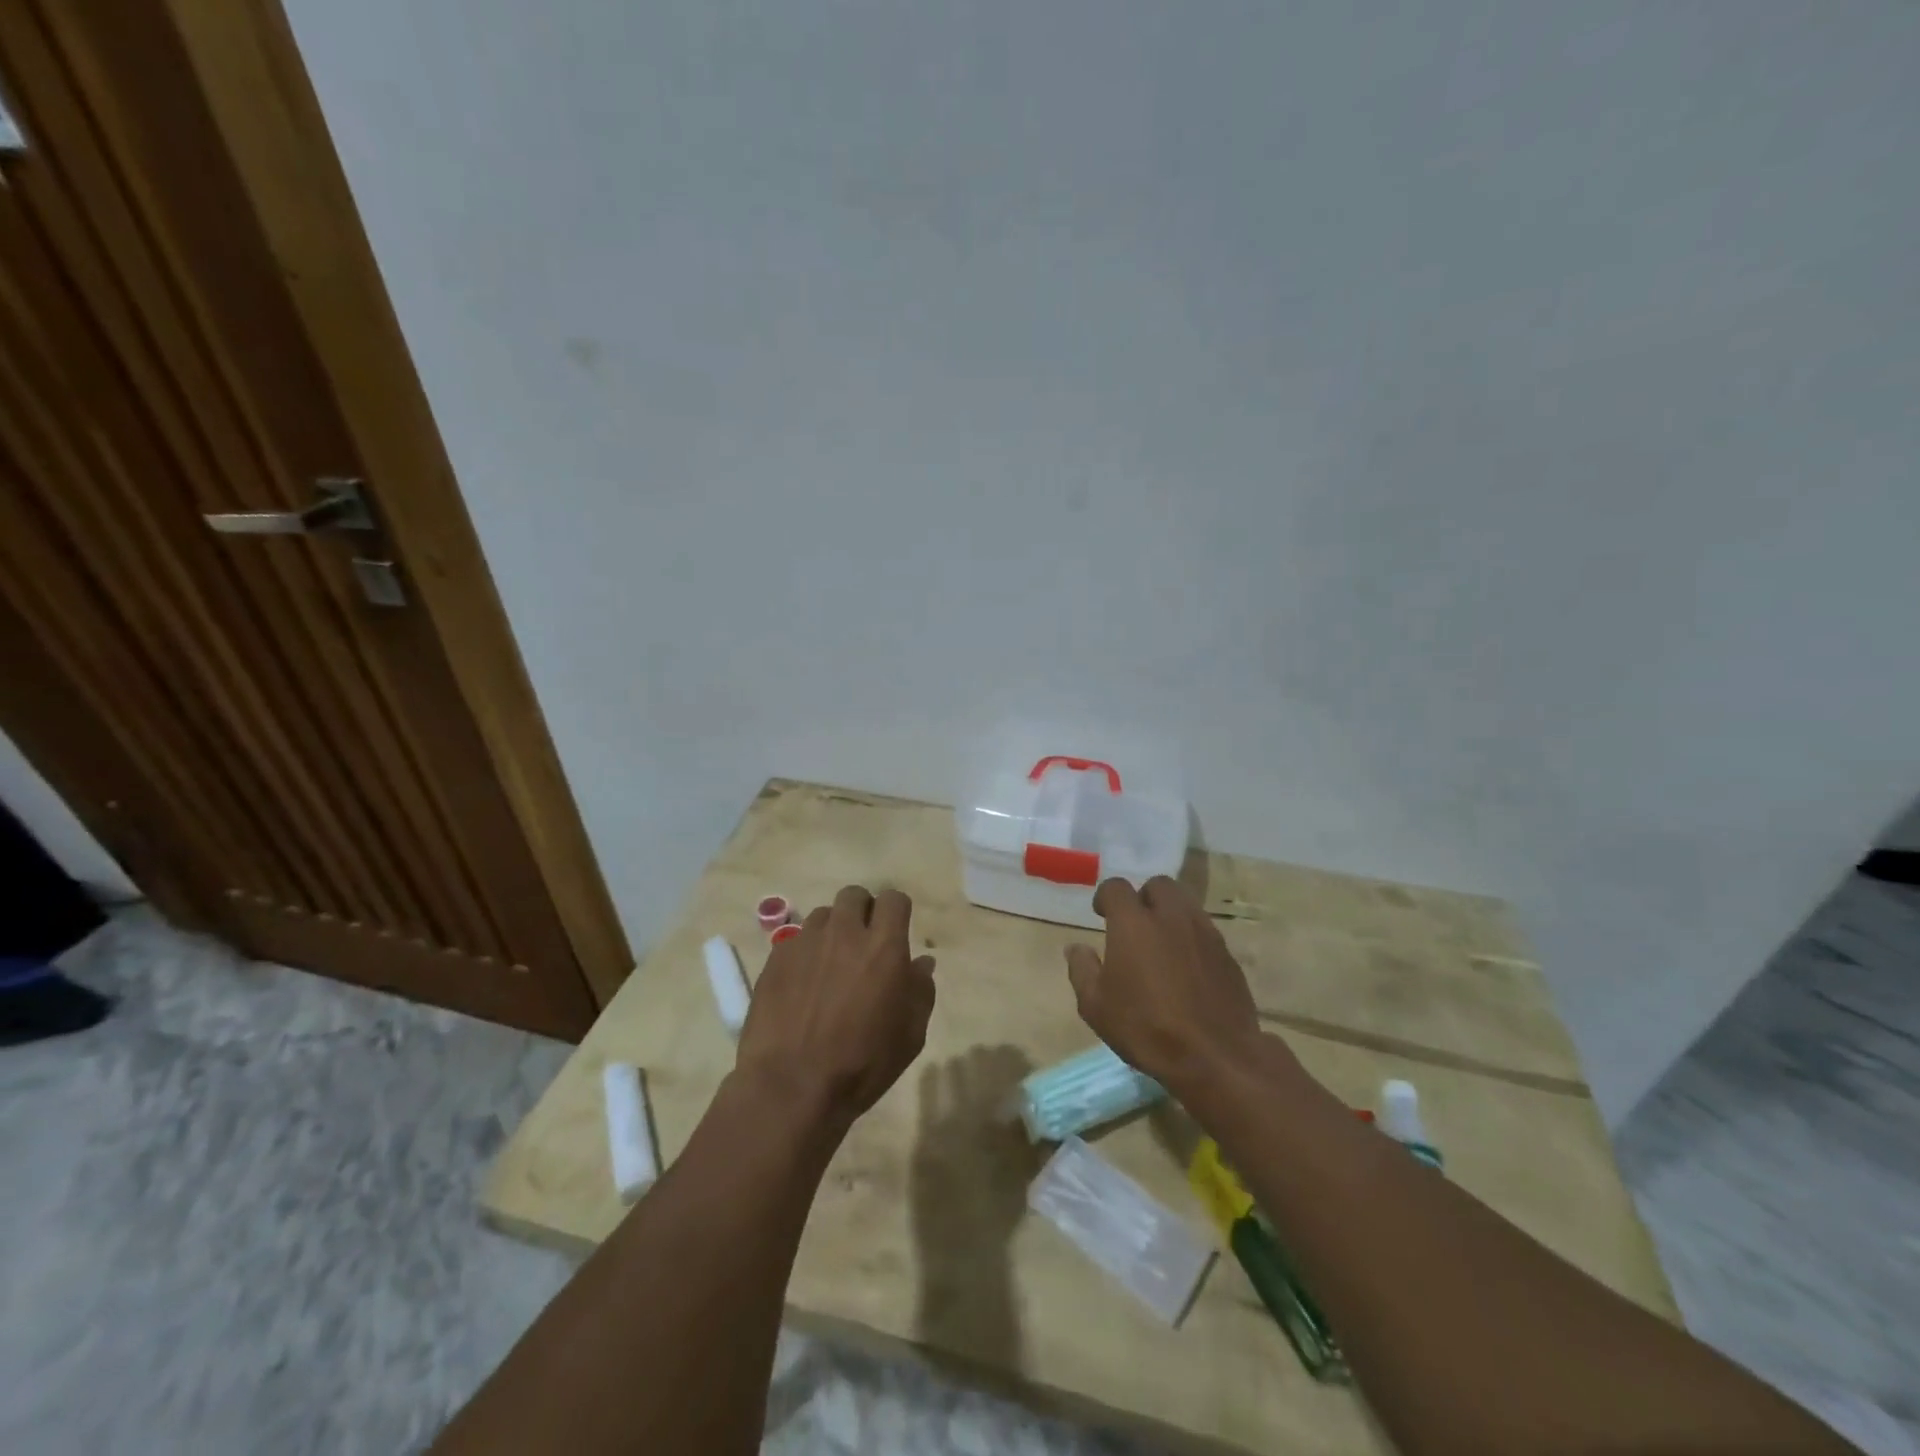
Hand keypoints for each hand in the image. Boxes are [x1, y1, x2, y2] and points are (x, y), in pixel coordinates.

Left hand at [734, 884, 935, 1130]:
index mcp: (884, 947)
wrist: (791, 1085)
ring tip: (830, 964)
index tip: (895, 931)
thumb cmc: (862, 1064)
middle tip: (863, 943)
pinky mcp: (776, 958)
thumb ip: (920, 991)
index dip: (896, 911)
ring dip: (832, 931)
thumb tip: (921, 963)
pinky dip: (804, 952)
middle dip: (863, 911)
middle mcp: (844, 933)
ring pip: (823, 915)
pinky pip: (795, 939)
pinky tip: (802, 983)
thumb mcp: (910, 1035)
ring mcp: (805, 942)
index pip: (893, 899)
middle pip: (854, 896)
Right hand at [1065, 875, 1270, 1097]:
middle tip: (1135, 925)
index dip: (1105, 897)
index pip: (1116, 887)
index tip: (1101, 915)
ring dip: (1170, 913)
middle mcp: (1171, 916)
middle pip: (1158, 885)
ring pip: (1186, 903)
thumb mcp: (1096, 1007)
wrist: (1215, 1057)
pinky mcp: (1227, 954)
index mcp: (1133, 923)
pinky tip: (1186, 967)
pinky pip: (1205, 930)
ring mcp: (1204, 933)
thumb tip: (1076, 947)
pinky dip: (1191, 937)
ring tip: (1162, 943)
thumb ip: (1082, 969)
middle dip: (1144, 897)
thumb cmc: (1147, 1029)